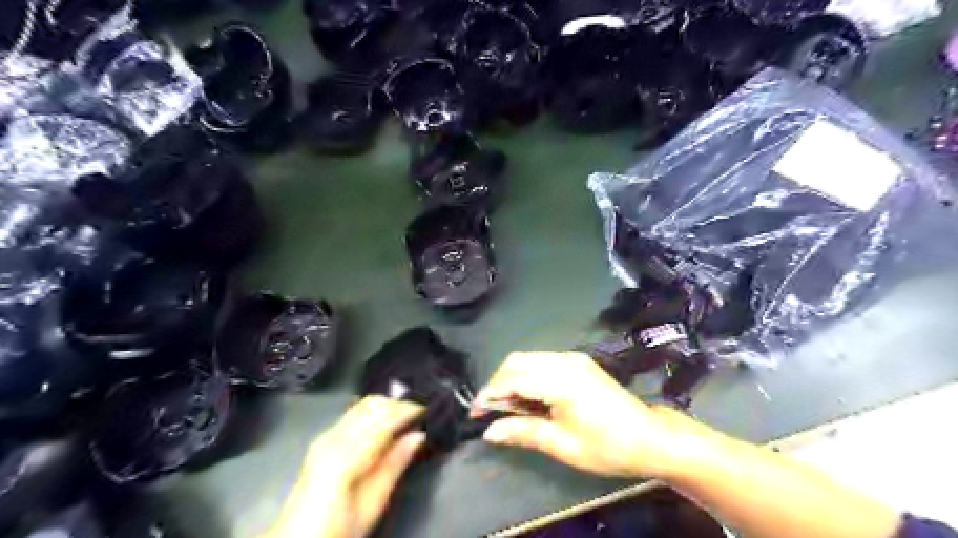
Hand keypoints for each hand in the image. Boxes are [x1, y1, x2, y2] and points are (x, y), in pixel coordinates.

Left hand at [263, 395, 423, 537]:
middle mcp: (333, 437)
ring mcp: (326, 435)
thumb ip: (394, 465)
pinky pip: (354, 413)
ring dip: (387, 406)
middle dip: (398, 404)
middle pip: (372, 405)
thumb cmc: (339, 528)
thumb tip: (418, 435)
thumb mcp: (372, 504)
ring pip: (363, 405)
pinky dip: (375, 412)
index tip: (429, 409)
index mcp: (346, 455)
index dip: (407, 409)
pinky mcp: (324, 439)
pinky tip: (386, 421)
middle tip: (421, 413)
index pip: (383, 418)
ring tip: (408, 416)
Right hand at [473, 352, 685, 479]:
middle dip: (497, 383)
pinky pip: (541, 361)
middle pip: (517, 361)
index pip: (513, 378)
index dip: (490, 393)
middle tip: (489, 412)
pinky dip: (527, 375)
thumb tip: (489, 432)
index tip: (475, 414)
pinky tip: (528, 397)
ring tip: (507, 408)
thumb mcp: (562, 445)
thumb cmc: (607, 447)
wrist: (650, 438)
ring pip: (528, 358)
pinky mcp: (578, 362)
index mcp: (561, 380)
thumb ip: (523, 432)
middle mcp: (564, 361)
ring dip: (511, 378)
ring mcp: (572, 358)